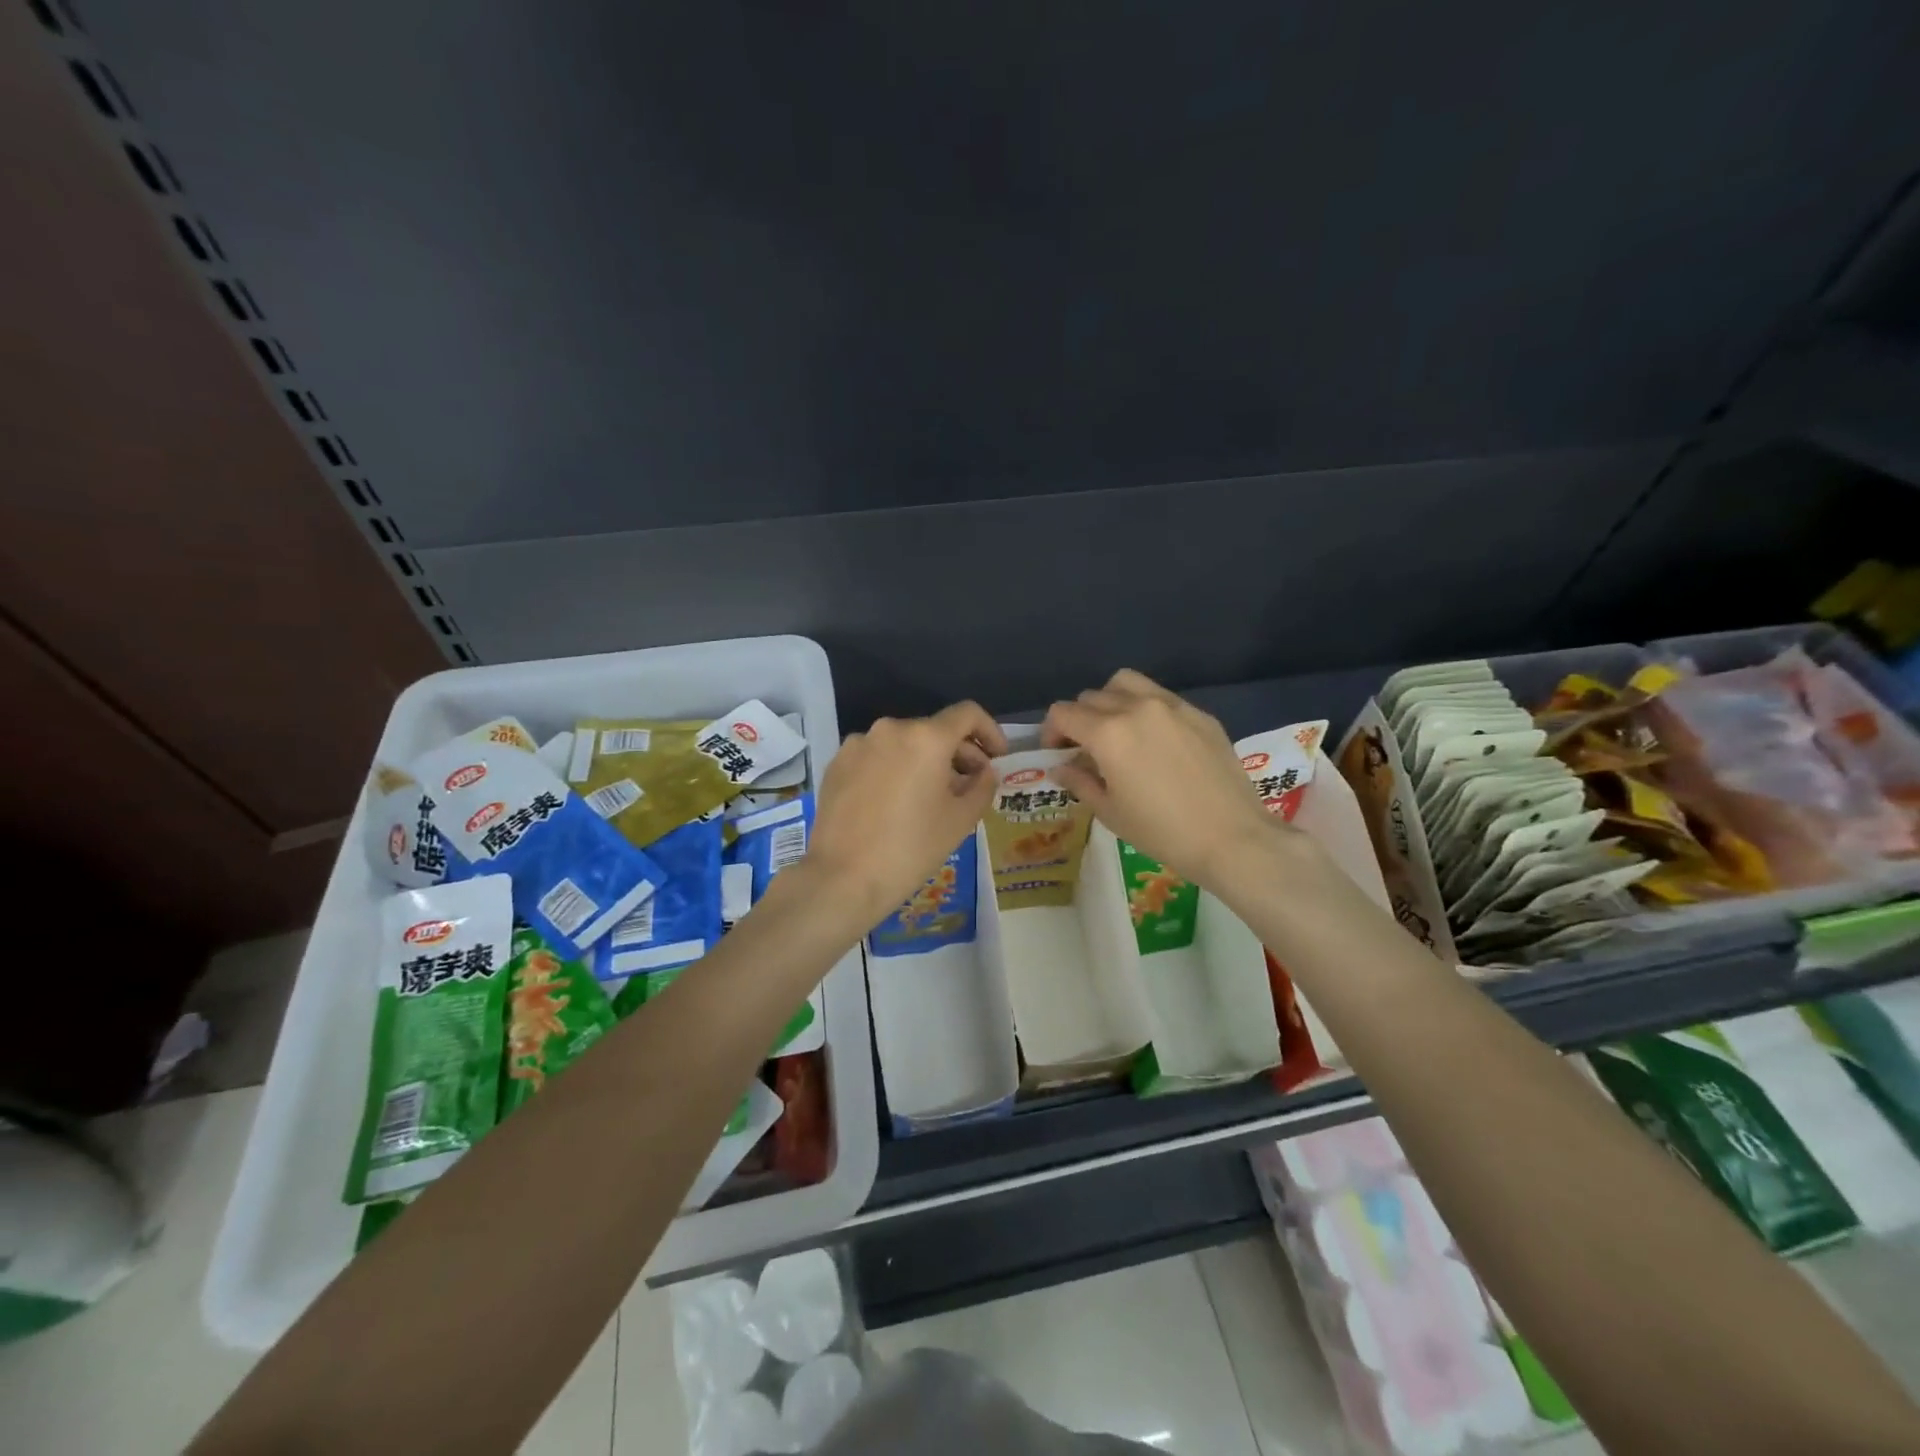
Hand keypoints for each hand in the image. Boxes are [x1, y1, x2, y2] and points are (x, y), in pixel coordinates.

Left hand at [801, 702, 1007, 932]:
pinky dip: (895, 769)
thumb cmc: (911, 848)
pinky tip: (896, 803)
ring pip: (903, 744)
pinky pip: (877, 757)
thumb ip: (982, 786)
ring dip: (925, 762)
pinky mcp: (836, 764)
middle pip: (934, 729)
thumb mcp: (961, 820)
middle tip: (970, 784)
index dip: (990, 731)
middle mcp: (890, 729)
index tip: (998, 757)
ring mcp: (858, 745)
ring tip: (932, 797)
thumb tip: (984, 772)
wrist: (843, 878)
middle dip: (958, 753)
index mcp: (926, 737)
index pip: (968, 714)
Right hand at [1042, 670, 1283, 891]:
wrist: (1232, 839)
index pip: (1063, 713)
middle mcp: (1136, 708)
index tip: (1057, 754)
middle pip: (1091, 697)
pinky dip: (1145, 709)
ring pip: (1126, 684)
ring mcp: (1172, 706)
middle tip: (1086, 750)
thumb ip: (1080, 782)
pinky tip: (1156, 742)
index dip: (1051, 732)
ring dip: (1110, 701)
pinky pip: (1161, 698)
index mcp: (1108, 733)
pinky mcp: (1200, 714)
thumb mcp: (1110, 812)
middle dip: (1079, 720)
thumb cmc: (1162, 832)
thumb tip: (1062, 767)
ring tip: (1117, 732)